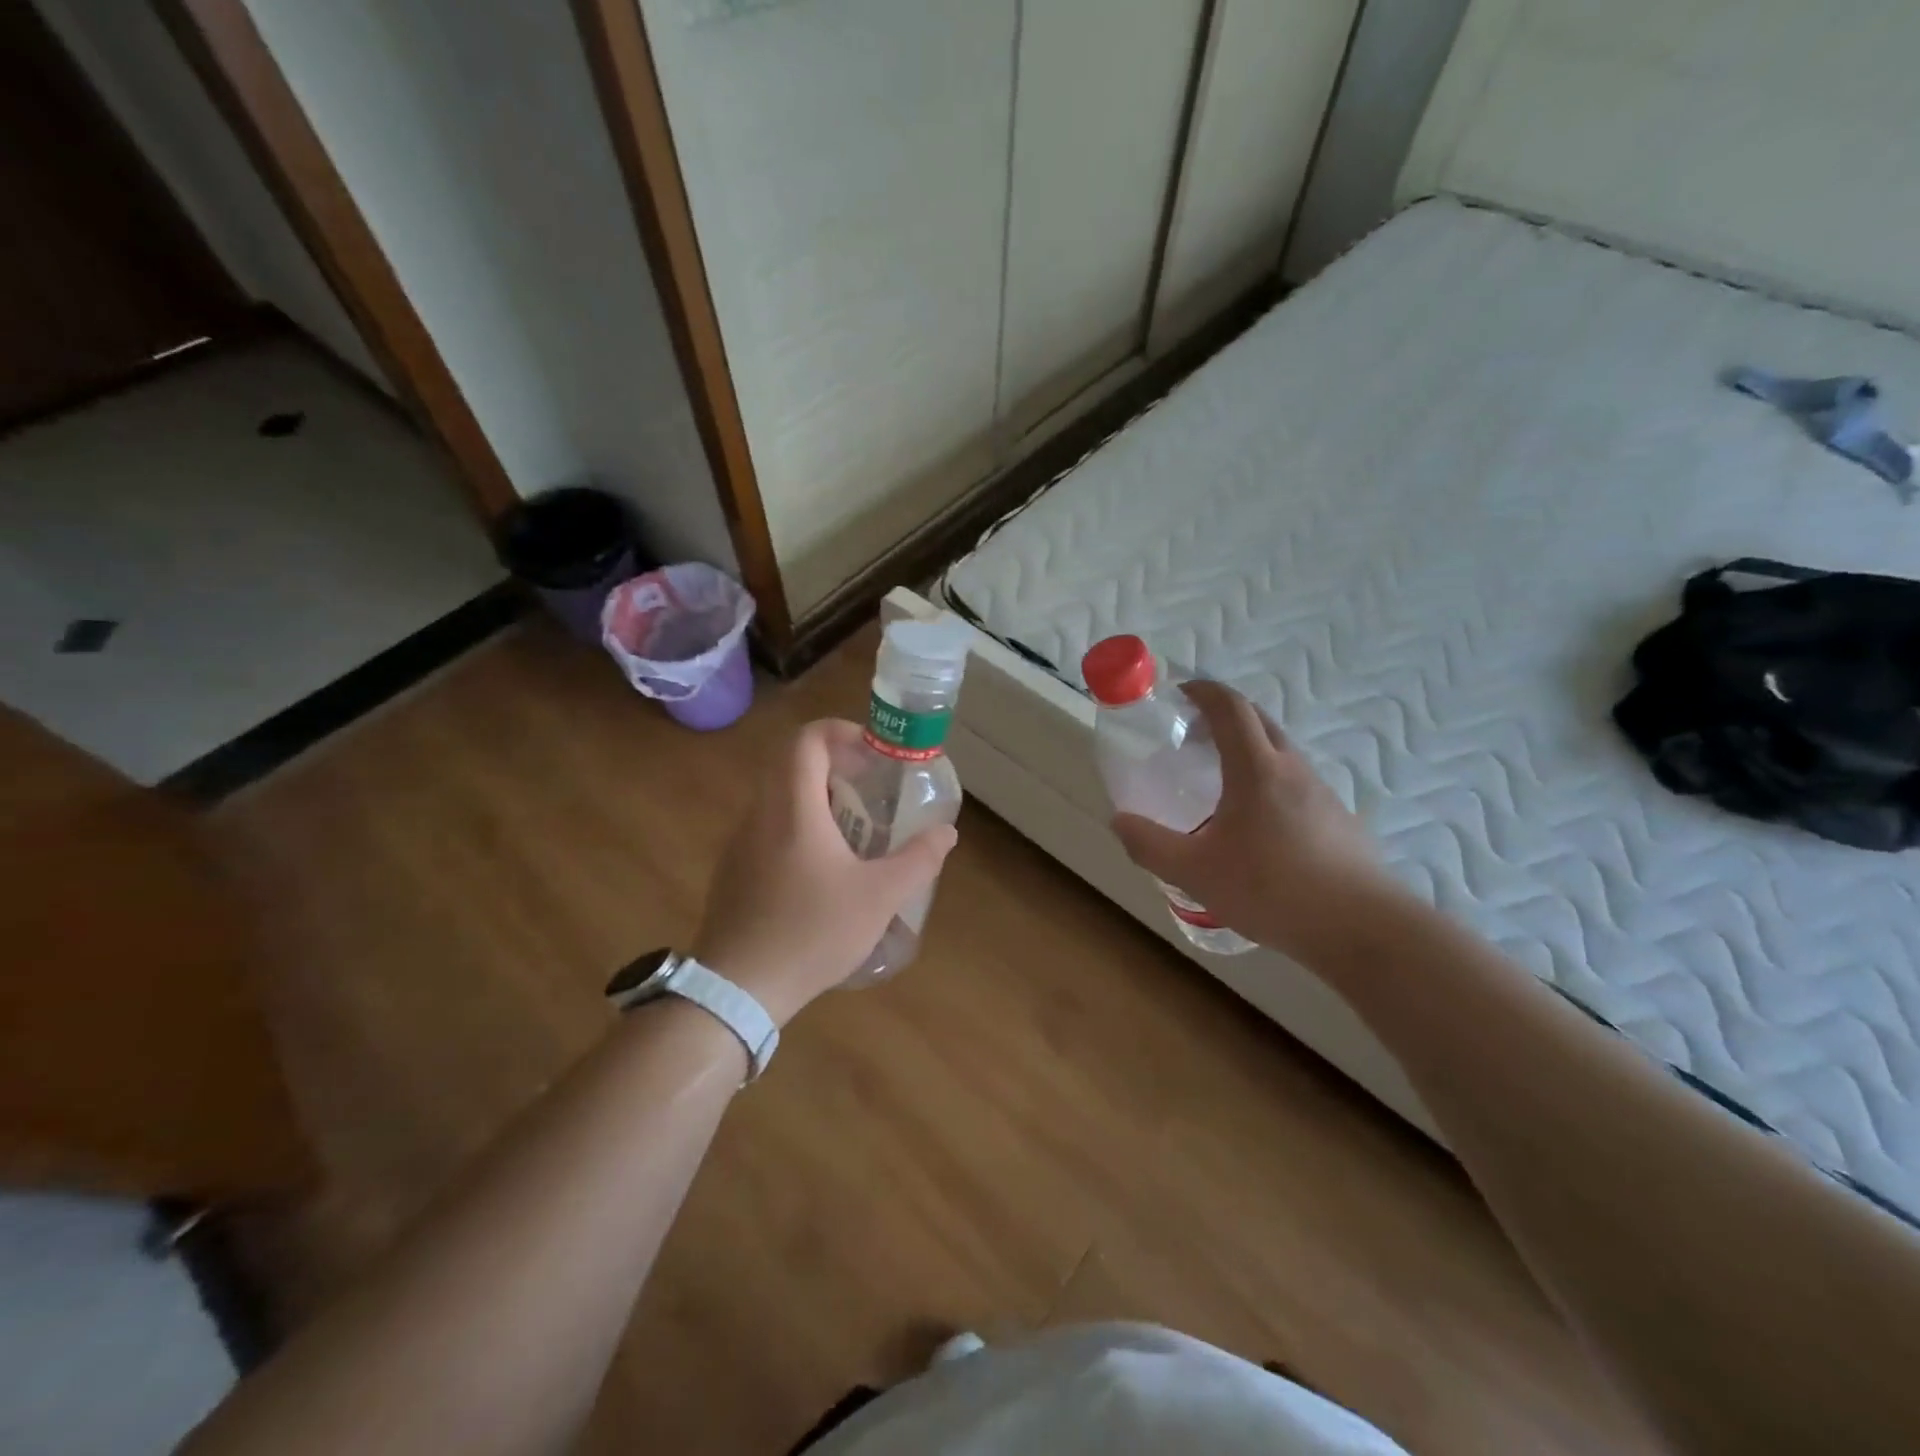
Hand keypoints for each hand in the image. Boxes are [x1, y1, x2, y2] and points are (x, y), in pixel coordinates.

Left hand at [692, 719, 957, 1024]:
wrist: (739, 987)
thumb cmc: (812, 932)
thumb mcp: (879, 897)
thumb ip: (918, 860)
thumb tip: (947, 832)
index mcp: (793, 808)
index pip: (806, 739)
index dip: (841, 731)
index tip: (872, 752)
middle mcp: (761, 813)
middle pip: (790, 762)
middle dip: (834, 762)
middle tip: (869, 785)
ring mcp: (740, 842)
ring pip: (777, 795)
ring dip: (815, 794)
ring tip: (852, 826)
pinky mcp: (733, 868)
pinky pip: (767, 825)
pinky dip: (797, 823)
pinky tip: (821, 866)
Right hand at [1111, 681, 1397, 967]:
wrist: (1360, 928)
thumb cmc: (1271, 889)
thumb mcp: (1195, 872)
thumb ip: (1150, 845)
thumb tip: (1119, 821)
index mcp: (1256, 768)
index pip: (1231, 707)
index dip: (1204, 691)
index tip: (1181, 693)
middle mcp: (1292, 769)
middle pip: (1260, 720)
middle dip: (1226, 713)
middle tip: (1194, 732)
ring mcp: (1322, 792)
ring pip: (1281, 751)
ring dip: (1250, 747)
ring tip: (1221, 780)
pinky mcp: (1339, 819)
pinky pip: (1297, 782)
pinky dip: (1270, 779)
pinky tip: (1258, 824)